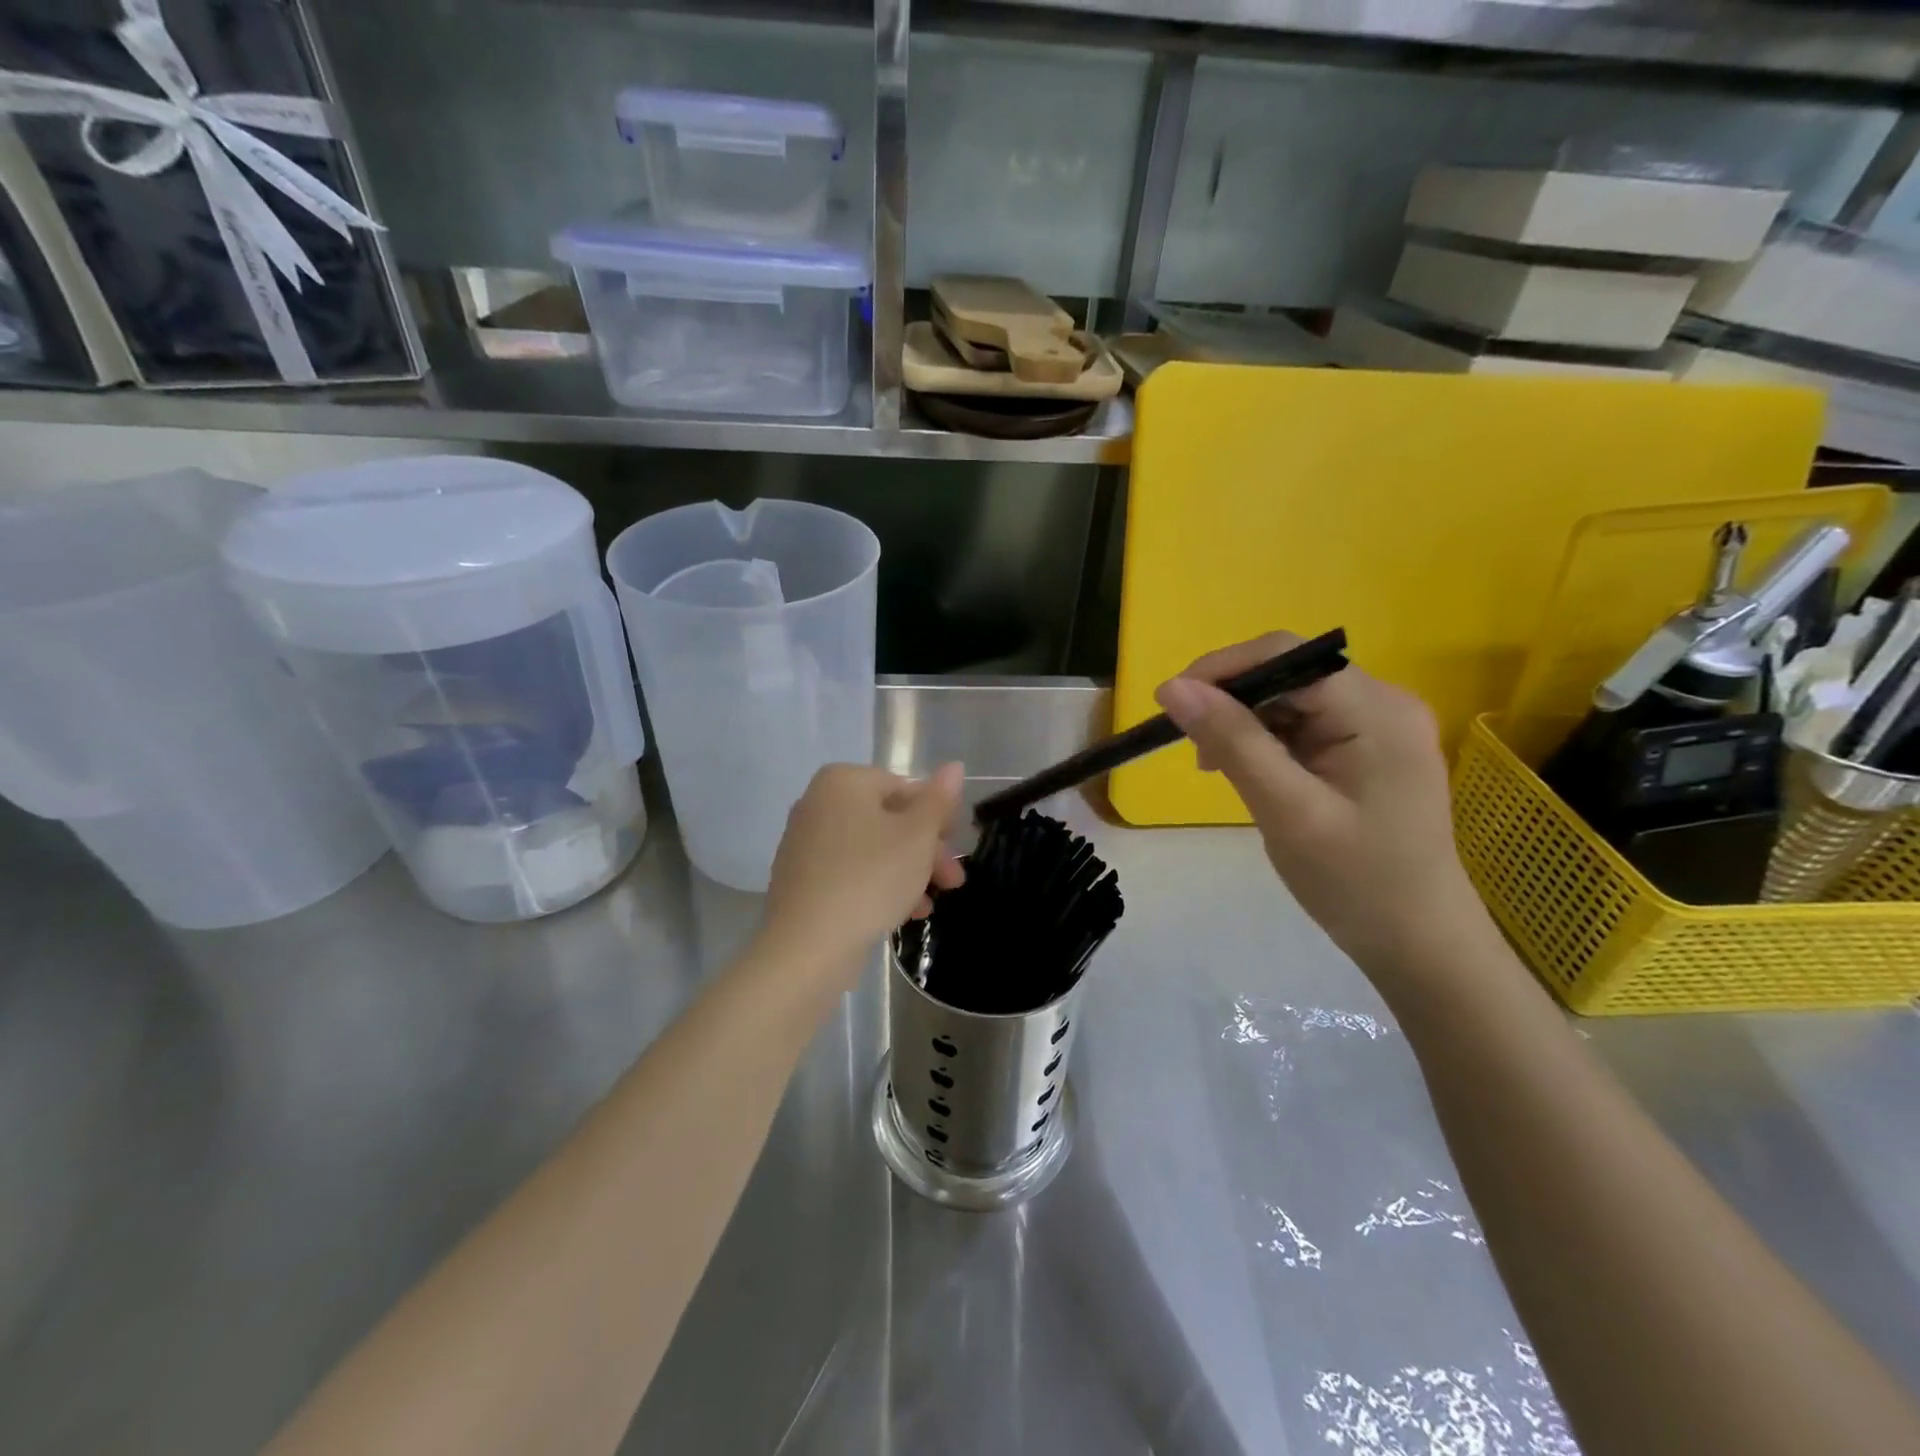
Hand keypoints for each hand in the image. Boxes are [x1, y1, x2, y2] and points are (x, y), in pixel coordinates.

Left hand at [758, 763, 966, 987]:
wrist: (807, 946)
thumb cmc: (870, 878)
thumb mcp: (917, 837)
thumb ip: (938, 800)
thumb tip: (954, 766)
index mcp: (843, 782)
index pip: (904, 787)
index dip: (937, 817)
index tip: (957, 847)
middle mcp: (818, 803)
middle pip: (888, 820)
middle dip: (926, 850)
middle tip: (953, 880)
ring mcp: (805, 843)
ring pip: (871, 850)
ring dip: (907, 872)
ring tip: (931, 905)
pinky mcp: (800, 880)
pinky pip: (849, 872)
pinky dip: (878, 886)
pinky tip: (903, 914)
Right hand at [1155, 633, 1494, 979]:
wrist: (1417, 943)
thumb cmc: (1355, 882)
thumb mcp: (1286, 811)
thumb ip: (1232, 742)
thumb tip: (1173, 687)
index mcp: (1377, 710)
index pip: (1287, 655)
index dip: (1222, 669)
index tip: (1172, 705)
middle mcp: (1384, 703)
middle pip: (1288, 673)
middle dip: (1231, 702)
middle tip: (1195, 751)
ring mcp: (1378, 726)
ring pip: (1290, 698)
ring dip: (1244, 723)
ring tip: (1217, 768)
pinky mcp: (1367, 748)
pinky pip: (1302, 724)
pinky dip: (1265, 741)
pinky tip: (1250, 773)